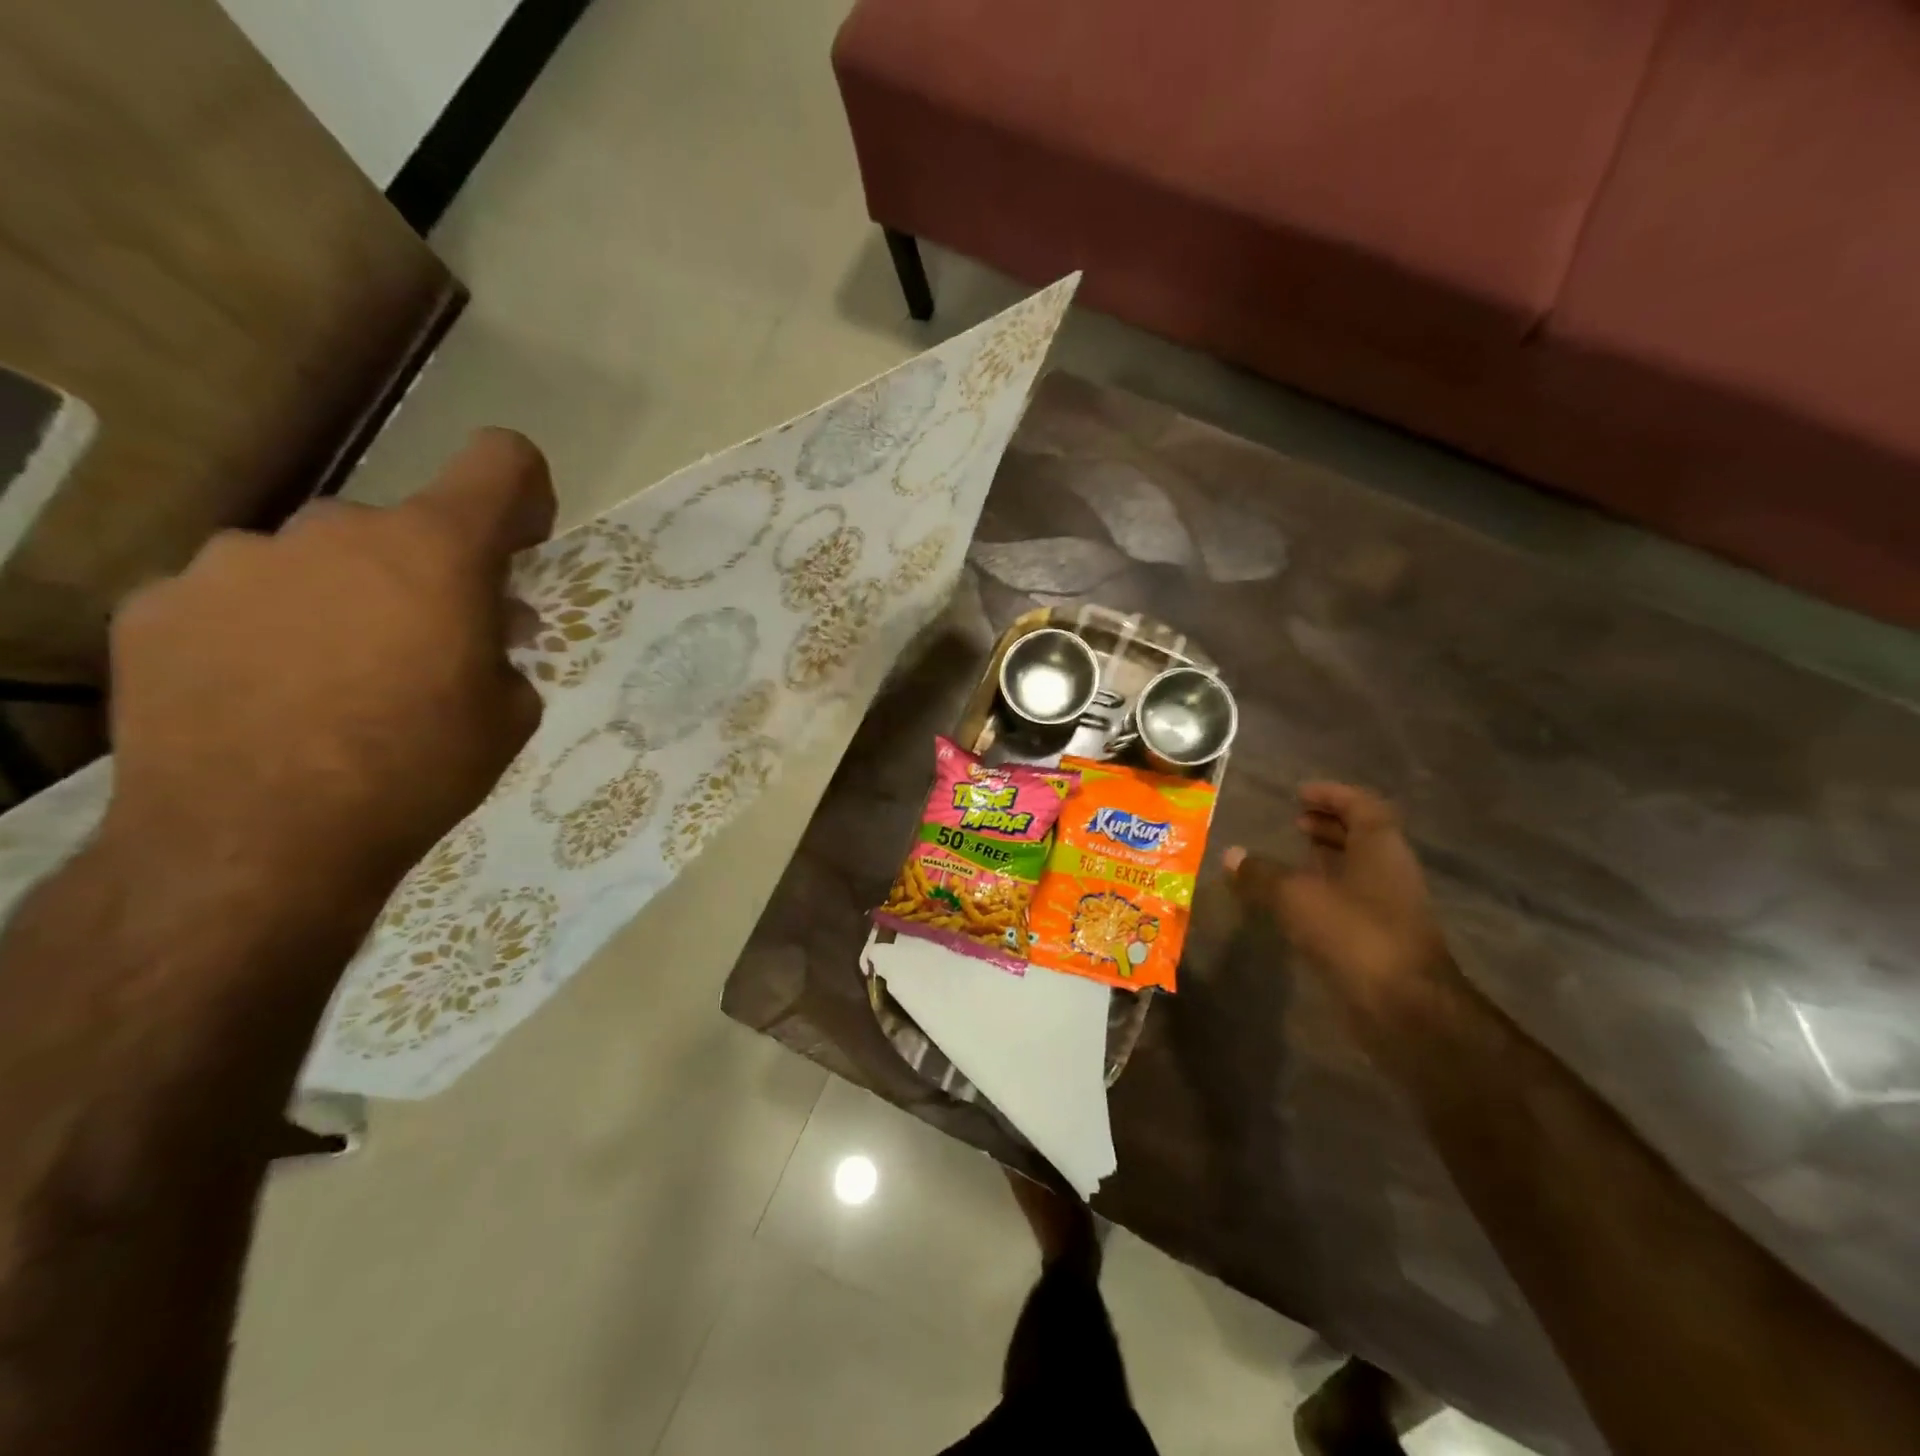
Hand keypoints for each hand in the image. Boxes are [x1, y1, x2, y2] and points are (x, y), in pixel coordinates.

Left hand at [102, 428, 556, 913]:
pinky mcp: (158, 603)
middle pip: (400, 528)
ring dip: (342, 602)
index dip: (522, 492)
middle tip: (423, 652)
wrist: (258, 844)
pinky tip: (262, 698)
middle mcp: (334, 530)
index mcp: (436, 552)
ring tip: (332, 684)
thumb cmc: (418, 771)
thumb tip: (484, 625)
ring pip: (314, 561)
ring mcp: (235, 560)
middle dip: (423, 577)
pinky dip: (264, 631)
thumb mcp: (509, 715)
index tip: (518, 544)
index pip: (500, 461)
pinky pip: (237, 598)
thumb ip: (505, 649)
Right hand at [1225, 782, 1449, 1020]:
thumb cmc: (1355, 935)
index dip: (1333, 795)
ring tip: (1292, 857)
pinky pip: (1352, 901)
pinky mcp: (1383, 941)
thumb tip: (1231, 855)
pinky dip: (1326, 892)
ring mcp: (1392, 908)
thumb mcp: (1297, 897)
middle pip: (1363, 837)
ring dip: (1328, 859)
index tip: (1300, 793)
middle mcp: (1392, 872)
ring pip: (1359, 871)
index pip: (1362, 806)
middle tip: (1295, 822)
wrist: (1406, 1009)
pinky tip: (1298, 903)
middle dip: (1329, 826)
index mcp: (1381, 849)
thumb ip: (1262, 874)